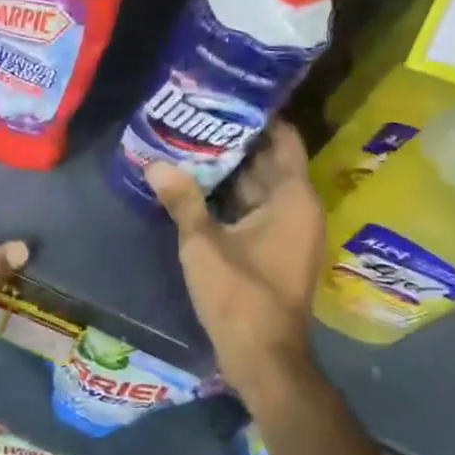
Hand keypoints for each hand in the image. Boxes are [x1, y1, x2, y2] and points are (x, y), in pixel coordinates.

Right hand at [146, 122, 324, 406]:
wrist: (264, 358)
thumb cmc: (241, 295)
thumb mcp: (203, 244)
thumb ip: (181, 200)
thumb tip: (155, 163)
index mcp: (293, 198)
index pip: (283, 140)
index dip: (261, 116)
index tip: (229, 96)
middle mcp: (299, 208)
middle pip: (270, 161)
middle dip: (238, 140)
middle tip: (200, 115)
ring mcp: (290, 230)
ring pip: (261, 186)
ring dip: (233, 169)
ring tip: (193, 142)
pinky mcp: (277, 248)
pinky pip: (257, 208)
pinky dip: (234, 196)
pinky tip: (200, 184)